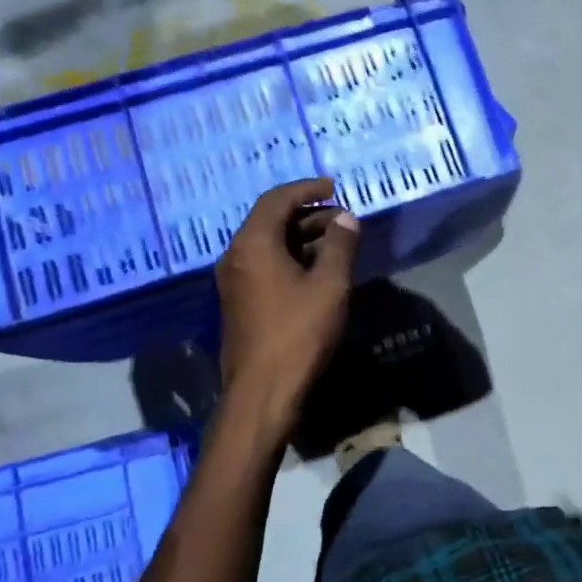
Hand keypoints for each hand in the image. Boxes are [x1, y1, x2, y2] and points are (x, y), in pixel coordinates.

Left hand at [217, 177, 359, 426]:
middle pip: (271, 220)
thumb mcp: (329, 285)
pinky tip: (318, 270)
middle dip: (309, 214)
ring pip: (269, 244)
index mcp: (253, 244)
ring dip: (302, 237)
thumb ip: (339, 245)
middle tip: (344, 219)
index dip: (307, 189)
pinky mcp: (239, 302)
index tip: (334, 188)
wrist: (262, 393)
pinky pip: (265, 264)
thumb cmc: (298, 334)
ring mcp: (234, 281)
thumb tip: (346, 218)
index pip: (277, 199)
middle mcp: (237, 256)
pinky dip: (291, 257)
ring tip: (338, 243)